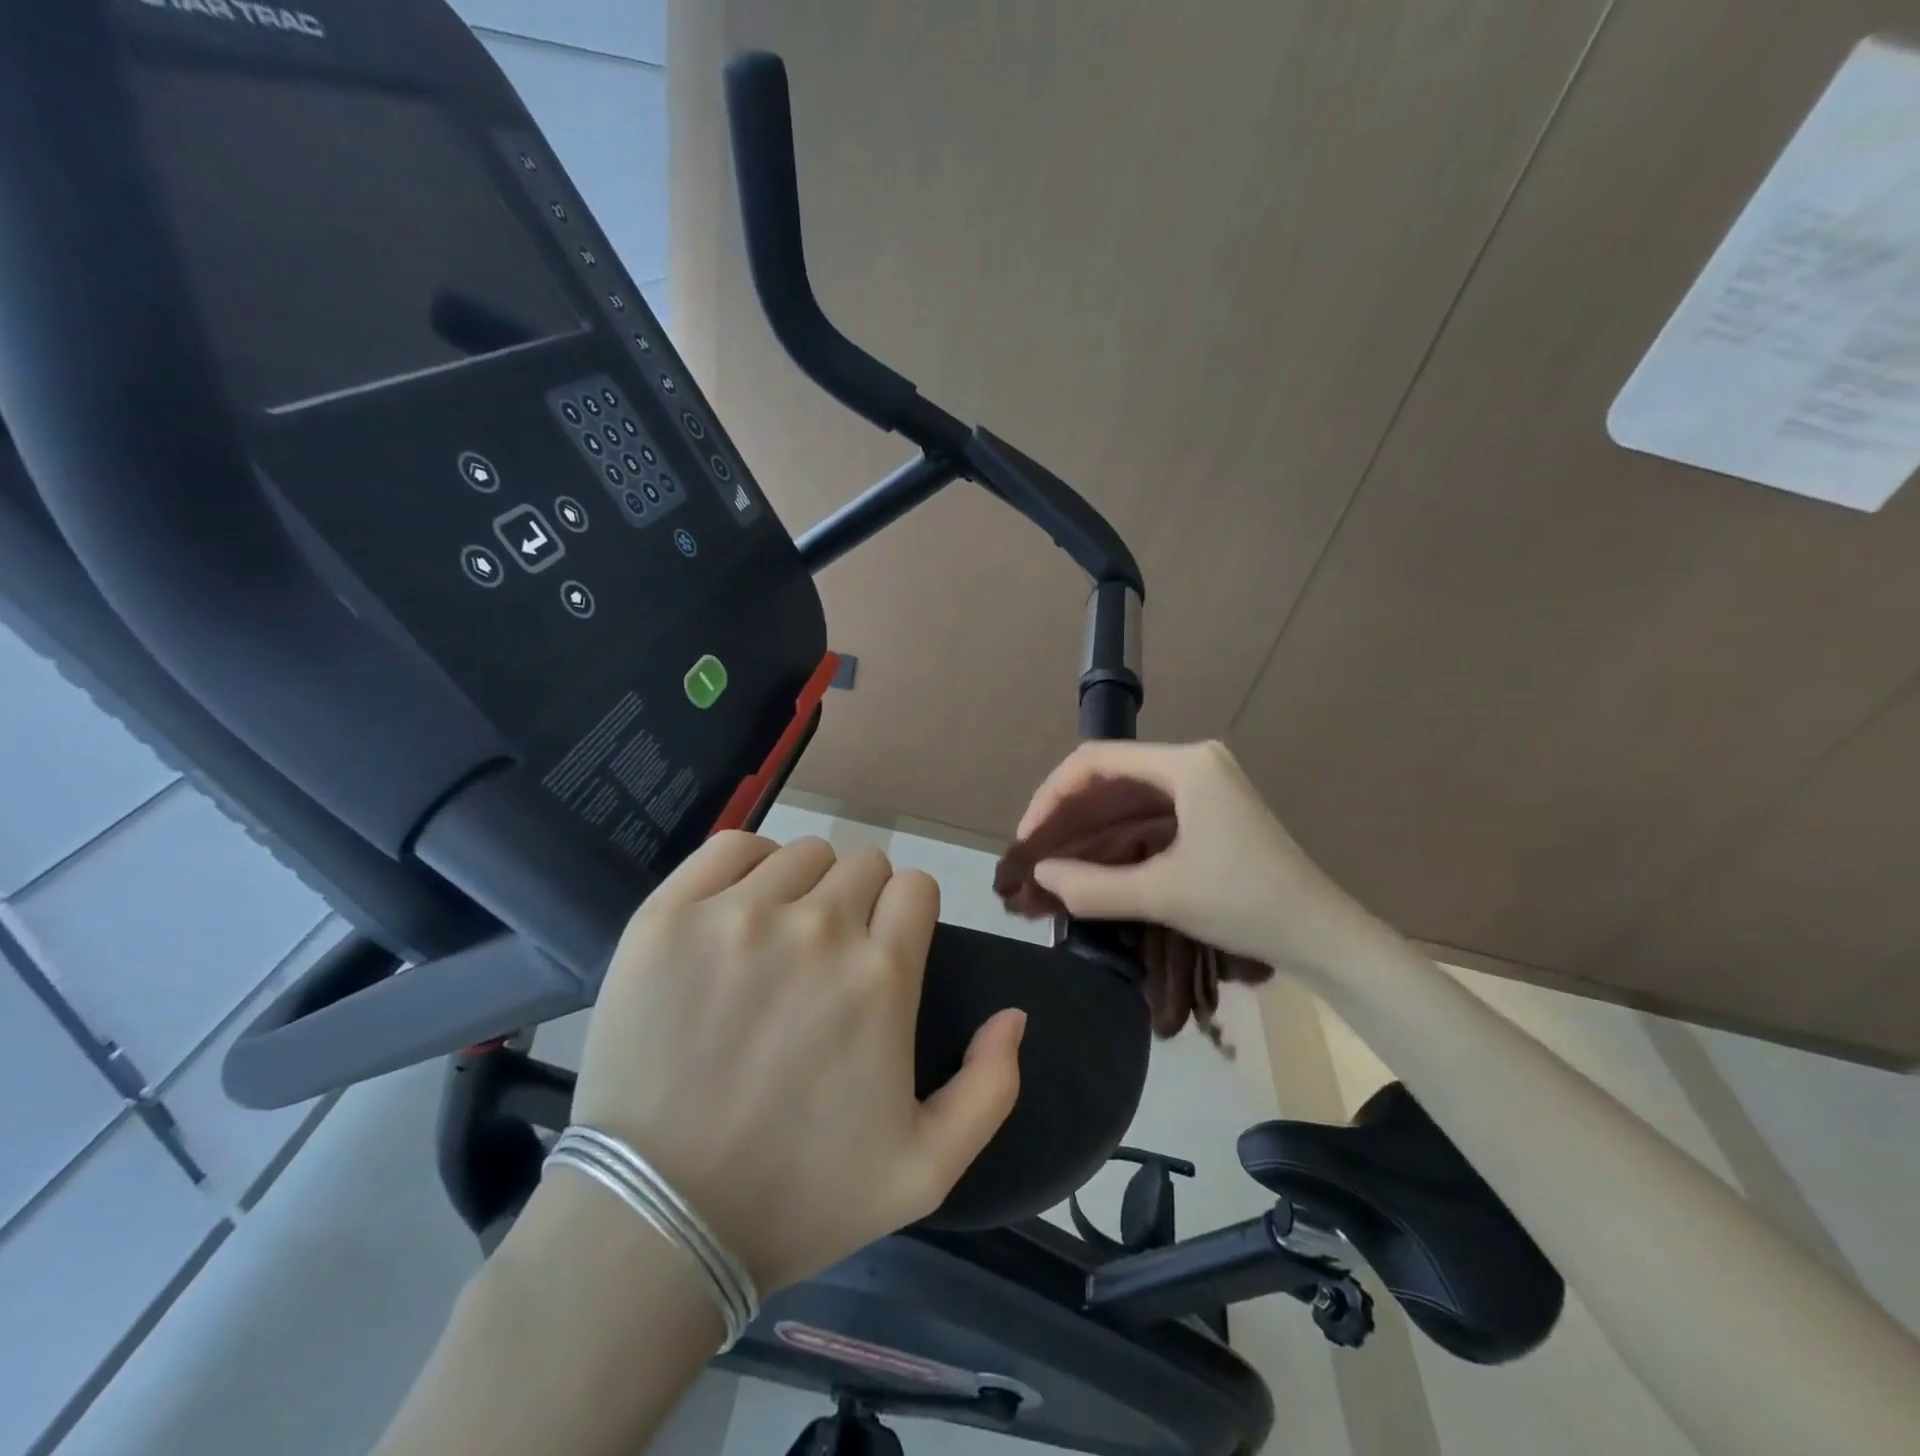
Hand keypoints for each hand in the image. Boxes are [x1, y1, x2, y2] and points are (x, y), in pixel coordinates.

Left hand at [564, 832, 1025, 1293]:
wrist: (656, 1223)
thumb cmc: (796, 1197)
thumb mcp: (925, 1170)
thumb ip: (992, 1087)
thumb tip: (1014, 1014)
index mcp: (880, 975)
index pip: (916, 886)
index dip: (908, 915)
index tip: (886, 950)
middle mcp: (816, 928)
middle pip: (864, 863)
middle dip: (862, 900)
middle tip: (830, 957)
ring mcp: (737, 917)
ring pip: (802, 854)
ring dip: (807, 886)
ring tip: (781, 939)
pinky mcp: (669, 918)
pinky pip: (731, 847)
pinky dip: (748, 865)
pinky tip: (740, 908)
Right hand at [1018, 740, 1376, 977]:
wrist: (1323, 936)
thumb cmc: (1246, 904)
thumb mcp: (1163, 895)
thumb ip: (1093, 886)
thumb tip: (1041, 874)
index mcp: (1186, 764)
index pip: (1097, 760)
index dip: (1053, 795)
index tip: (1029, 837)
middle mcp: (1193, 762)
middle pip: (1110, 775)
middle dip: (1067, 813)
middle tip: (1035, 853)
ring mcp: (1204, 785)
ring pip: (1127, 796)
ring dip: (1089, 827)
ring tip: (1054, 859)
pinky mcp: (1210, 811)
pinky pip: (1148, 813)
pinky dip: (1116, 836)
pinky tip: (1092, 861)